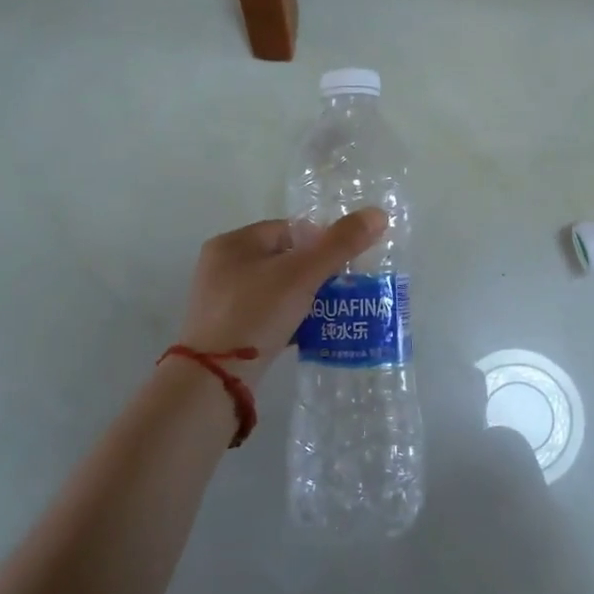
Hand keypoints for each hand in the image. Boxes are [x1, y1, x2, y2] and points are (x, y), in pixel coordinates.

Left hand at [174, 210, 387, 381]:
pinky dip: (290, 320)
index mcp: (233, 243)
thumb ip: (340, 243)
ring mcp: (221, 302)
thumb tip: (378, 214)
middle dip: (316, 271)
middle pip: (283, 259)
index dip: (321, 241)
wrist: (215, 380)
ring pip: (276, 289)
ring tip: (334, 311)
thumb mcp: (303, 274)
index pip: (288, 229)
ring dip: (305, 297)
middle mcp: (222, 267)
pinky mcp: (226, 332)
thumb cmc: (256, 313)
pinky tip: (311, 333)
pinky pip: (267, 316)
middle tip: (344, 288)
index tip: (345, 263)